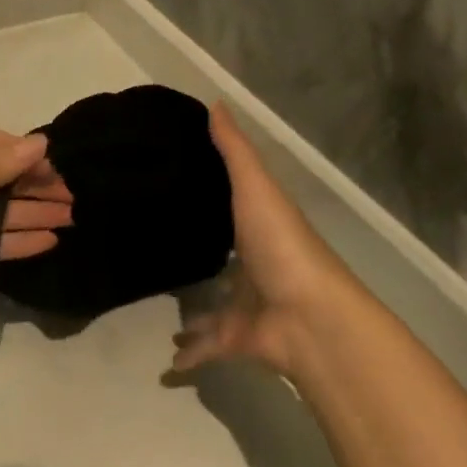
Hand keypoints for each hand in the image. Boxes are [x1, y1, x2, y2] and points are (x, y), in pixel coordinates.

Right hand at [171, 104, 375, 381]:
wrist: (308, 316)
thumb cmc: (281, 245)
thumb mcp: (255, 188)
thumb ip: (234, 151)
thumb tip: (215, 102)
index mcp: (260, 229)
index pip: (234, 210)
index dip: (211, 200)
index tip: (175, 188)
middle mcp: (254, 267)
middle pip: (223, 263)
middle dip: (199, 262)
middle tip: (158, 253)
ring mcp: (247, 307)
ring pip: (213, 310)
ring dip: (192, 315)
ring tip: (159, 311)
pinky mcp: (237, 341)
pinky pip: (208, 349)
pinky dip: (188, 358)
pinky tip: (164, 364)